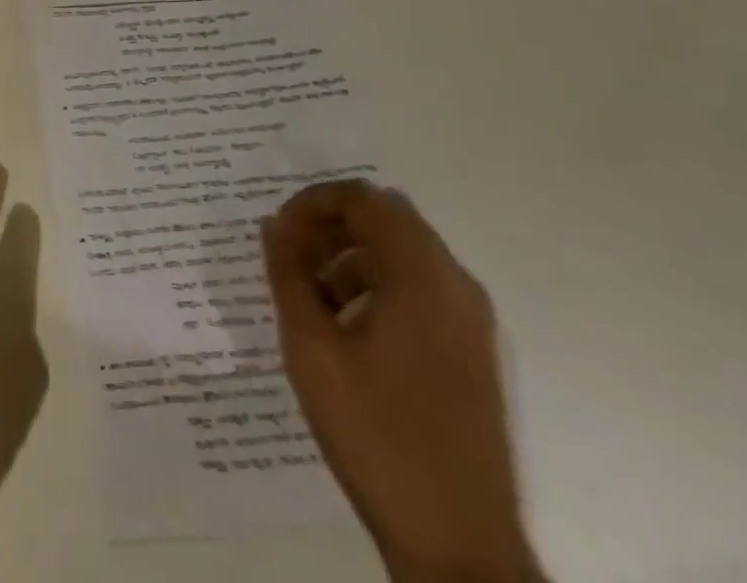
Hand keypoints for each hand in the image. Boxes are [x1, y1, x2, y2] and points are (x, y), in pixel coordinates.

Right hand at [262, 181, 541, 582]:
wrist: (457, 546)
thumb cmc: (376, 434)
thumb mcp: (312, 348)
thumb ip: (287, 275)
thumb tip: (273, 226)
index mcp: (423, 276)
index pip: (364, 199)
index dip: (313, 203)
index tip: (279, 232)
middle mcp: (456, 285)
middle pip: (387, 221)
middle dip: (331, 227)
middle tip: (290, 257)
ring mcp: (471, 322)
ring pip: (403, 256)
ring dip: (351, 258)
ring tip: (309, 297)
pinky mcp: (472, 354)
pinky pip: (421, 291)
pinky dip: (378, 287)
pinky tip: (345, 330)